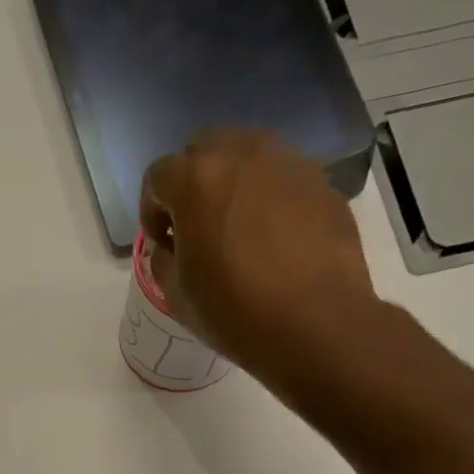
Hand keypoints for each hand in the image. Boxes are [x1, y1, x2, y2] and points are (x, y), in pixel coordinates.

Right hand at [139, 128, 383, 404]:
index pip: (158, 176)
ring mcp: (289, 163)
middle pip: (204, 149)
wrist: (315, 324)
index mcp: (197, 179)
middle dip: (191, 182)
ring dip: (232, 184)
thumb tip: (173, 245)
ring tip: (236, 229)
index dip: (151, 210)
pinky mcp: (322, 182)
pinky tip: (273, 240)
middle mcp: (243, 155)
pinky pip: (282, 178)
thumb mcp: (176, 293)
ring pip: (247, 156)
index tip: (163, 243)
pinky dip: (269, 197)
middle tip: (196, 227)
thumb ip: (164, 257)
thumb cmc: (234, 311)